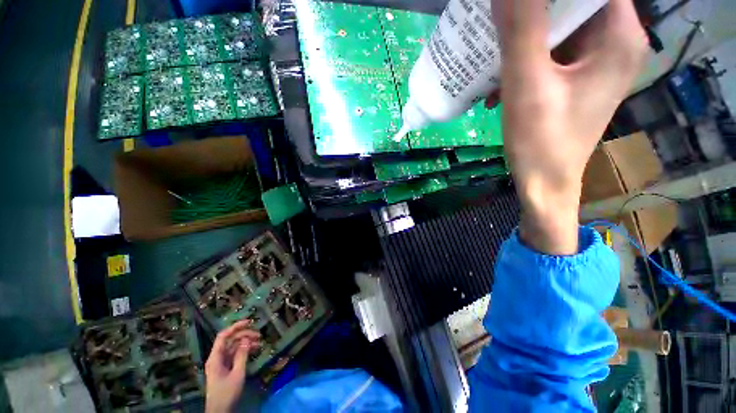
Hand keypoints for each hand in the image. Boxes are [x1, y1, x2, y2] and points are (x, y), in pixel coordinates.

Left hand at [205, 321, 260, 412]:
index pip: (223, 336)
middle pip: (230, 340)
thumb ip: (242, 355)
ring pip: (233, 347)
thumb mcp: (237, 374)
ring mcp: (220, 363)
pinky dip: (244, 351)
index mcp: (215, 357)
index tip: (250, 322)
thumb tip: (247, 339)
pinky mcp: (225, 368)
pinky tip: (254, 350)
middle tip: (259, 335)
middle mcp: (217, 358)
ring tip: (260, 342)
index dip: (235, 326)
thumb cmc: (227, 393)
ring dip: (246, 343)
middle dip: (244, 335)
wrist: (220, 411)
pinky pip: (234, 355)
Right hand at [493, 0, 646, 253]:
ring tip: (492, 61)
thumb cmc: (541, 140)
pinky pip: (553, 56)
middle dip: (532, 14)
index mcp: (618, 35)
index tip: (516, 7)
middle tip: (498, 25)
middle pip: (574, 5)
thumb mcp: (527, 82)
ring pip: (560, 30)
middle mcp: (615, 43)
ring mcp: (597, 63)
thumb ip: (521, 28)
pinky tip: (501, 85)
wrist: (544, 184)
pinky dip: (527, 63)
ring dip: (524, 42)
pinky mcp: (579, 81)